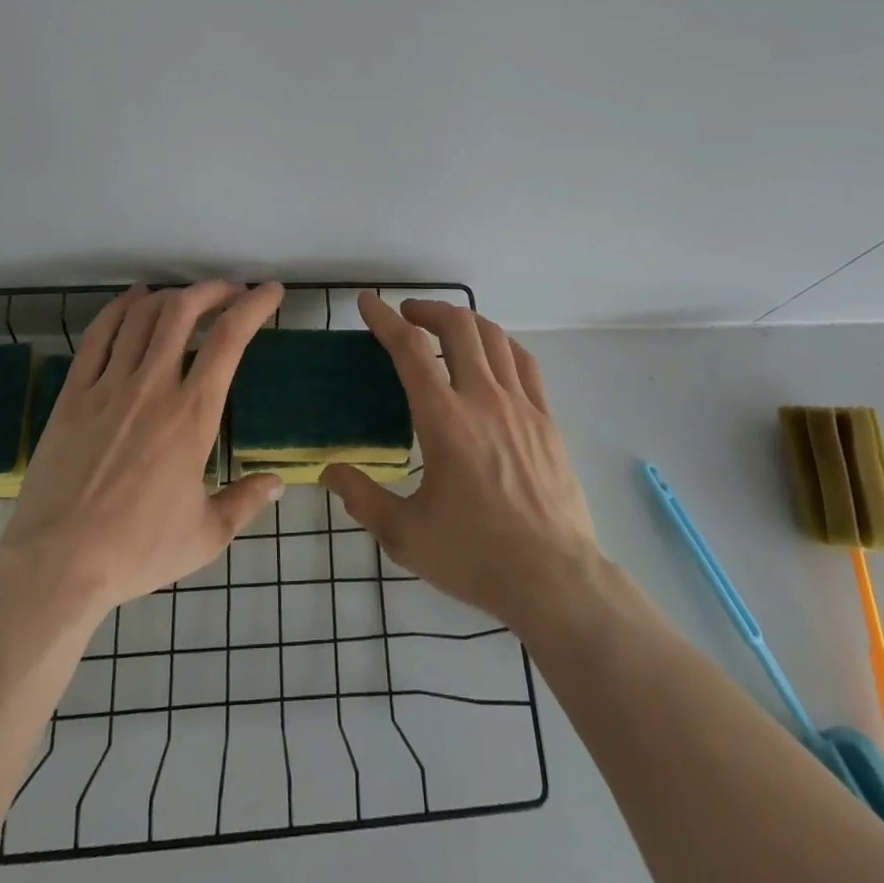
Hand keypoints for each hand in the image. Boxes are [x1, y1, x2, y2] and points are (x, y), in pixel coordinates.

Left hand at [0, 281, 286, 614]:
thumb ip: (246, 501)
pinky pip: (98, 335)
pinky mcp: (74, 394)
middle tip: (231, 290)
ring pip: (142, 316)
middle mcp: (153, 387)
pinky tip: (134, 300)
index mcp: (192, 416)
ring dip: (171, 295)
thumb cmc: (137, 550)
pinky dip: (120, 308)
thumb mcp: (206, 535)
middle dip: (213, 290)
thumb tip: (278, 482)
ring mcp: (109, 386)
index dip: (254, 306)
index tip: (270, 292)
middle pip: (183, 311)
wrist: (57, 565)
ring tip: (188, 296)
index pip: (229, 340)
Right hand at [322, 294, 602, 629]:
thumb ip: (362, 498)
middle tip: (406, 315)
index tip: (368, 302)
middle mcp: (483, 399)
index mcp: (445, 421)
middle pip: (457, 326)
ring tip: (444, 328)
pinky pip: (524, 362)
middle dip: (426, 309)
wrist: (555, 580)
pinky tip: (491, 354)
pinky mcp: (547, 419)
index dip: (384, 319)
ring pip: (493, 337)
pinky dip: (500, 344)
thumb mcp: (405, 536)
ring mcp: (521, 406)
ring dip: (464, 321)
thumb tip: (329, 472)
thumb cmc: (476, 557)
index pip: (410, 350)